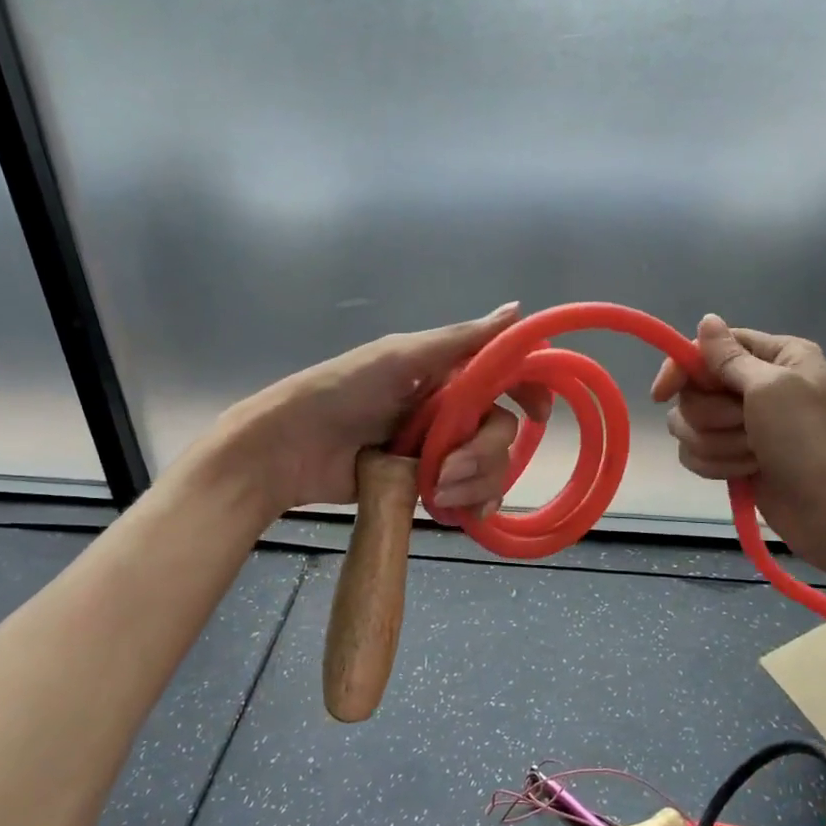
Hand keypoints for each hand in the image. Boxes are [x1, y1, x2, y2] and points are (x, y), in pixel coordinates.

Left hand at [221, 303, 551, 514]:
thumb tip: (517, 310)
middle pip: (503, 432)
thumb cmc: (341, 391)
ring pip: (491, 468)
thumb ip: (460, 341)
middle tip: (447, 469)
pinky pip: (470, 496)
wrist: (288, 449)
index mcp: (447, 374)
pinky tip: (458, 514)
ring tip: (435, 493)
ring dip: (474, 483)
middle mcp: (450, 410)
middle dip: (484, 455)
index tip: (538, 413)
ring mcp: (439, 451)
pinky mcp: (426, 486)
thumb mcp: (400, 358)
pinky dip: (472, 506)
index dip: (529, 391)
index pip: (506, 377)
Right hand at [649, 315, 825, 574]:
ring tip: (753, 456)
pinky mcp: (731, 455)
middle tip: (748, 428)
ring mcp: (742, 422)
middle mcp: (756, 384)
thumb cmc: (808, 441)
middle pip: (694, 390)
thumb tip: (706, 320)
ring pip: (690, 425)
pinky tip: (745, 473)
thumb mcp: (771, 388)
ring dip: (718, 445)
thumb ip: (730, 357)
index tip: (662, 394)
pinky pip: (695, 453)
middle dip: (714, 417)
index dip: (681, 369)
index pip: (708, 348)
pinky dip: (716, 465)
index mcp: (775, 356)